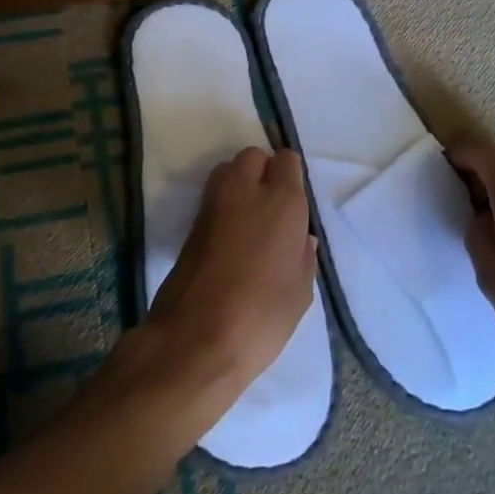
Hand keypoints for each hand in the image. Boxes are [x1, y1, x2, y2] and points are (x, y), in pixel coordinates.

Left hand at [142, 148, 317, 406]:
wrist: (197, 336)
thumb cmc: (262, 317)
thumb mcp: (300, 293)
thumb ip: (303, 257)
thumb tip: (300, 238)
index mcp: (281, 202)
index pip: (287, 161)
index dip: (290, 176)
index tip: (294, 201)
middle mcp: (245, 190)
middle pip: (253, 157)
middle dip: (263, 171)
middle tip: (272, 205)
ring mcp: (213, 203)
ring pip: (228, 169)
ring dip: (240, 182)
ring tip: (250, 217)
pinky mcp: (191, 221)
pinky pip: (213, 195)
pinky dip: (223, 203)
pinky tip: (231, 235)